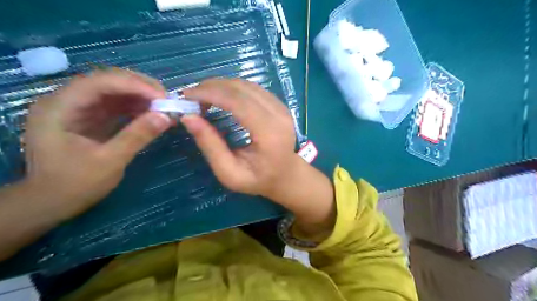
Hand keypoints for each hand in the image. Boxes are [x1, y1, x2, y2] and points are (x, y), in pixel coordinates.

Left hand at [24, 69, 169, 218]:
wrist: (53, 202)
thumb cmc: (75, 184)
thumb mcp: (110, 161)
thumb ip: (137, 136)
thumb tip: (167, 117)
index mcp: (60, 108)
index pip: (99, 83)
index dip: (134, 85)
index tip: (163, 96)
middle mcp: (66, 101)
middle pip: (107, 81)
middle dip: (140, 87)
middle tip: (167, 99)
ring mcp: (79, 108)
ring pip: (114, 91)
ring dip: (141, 96)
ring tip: (165, 106)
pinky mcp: (90, 117)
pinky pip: (116, 105)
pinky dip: (137, 107)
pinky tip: (153, 113)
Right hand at [184, 79, 333, 238]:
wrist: (286, 175)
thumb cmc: (258, 179)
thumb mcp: (230, 173)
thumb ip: (211, 146)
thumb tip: (188, 117)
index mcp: (269, 133)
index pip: (238, 102)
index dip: (210, 94)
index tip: (186, 96)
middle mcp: (279, 114)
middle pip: (241, 88)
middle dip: (212, 87)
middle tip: (190, 97)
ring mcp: (281, 107)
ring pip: (246, 84)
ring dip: (221, 86)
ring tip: (202, 97)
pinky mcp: (279, 104)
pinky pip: (252, 89)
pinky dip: (232, 89)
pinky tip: (220, 98)